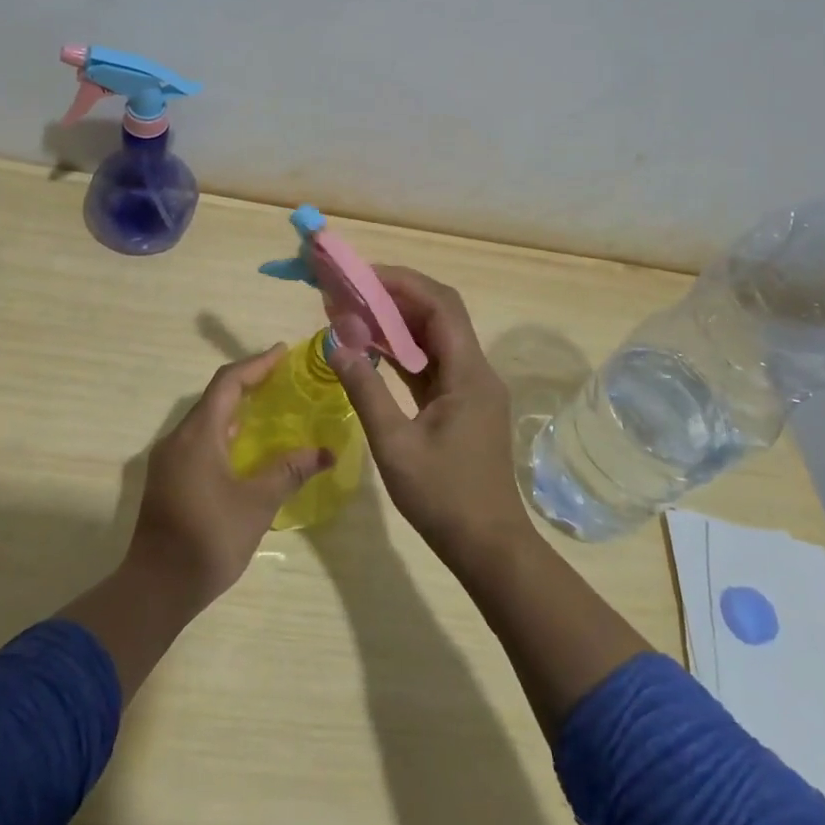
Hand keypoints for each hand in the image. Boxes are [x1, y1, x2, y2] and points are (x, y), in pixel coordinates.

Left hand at [127, 344, 334, 607]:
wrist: (155, 589)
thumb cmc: (208, 540)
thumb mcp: (257, 504)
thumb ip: (289, 471)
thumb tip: (326, 452)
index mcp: (197, 434)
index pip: (228, 383)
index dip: (256, 364)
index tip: (283, 352)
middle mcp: (178, 437)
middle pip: (215, 397)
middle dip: (249, 383)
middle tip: (283, 378)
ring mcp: (169, 459)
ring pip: (206, 420)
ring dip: (236, 409)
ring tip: (271, 408)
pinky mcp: (168, 479)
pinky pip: (200, 440)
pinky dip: (226, 432)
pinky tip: (247, 448)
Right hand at [329, 267, 537, 569]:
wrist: (489, 547)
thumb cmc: (443, 498)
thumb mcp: (395, 445)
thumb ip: (365, 390)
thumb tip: (336, 341)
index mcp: (468, 373)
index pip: (440, 305)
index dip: (402, 283)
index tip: (362, 277)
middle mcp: (475, 370)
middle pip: (439, 314)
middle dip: (396, 296)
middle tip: (352, 292)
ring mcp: (470, 387)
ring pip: (435, 337)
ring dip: (398, 323)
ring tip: (355, 313)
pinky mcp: (462, 404)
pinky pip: (432, 362)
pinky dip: (403, 351)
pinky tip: (372, 350)